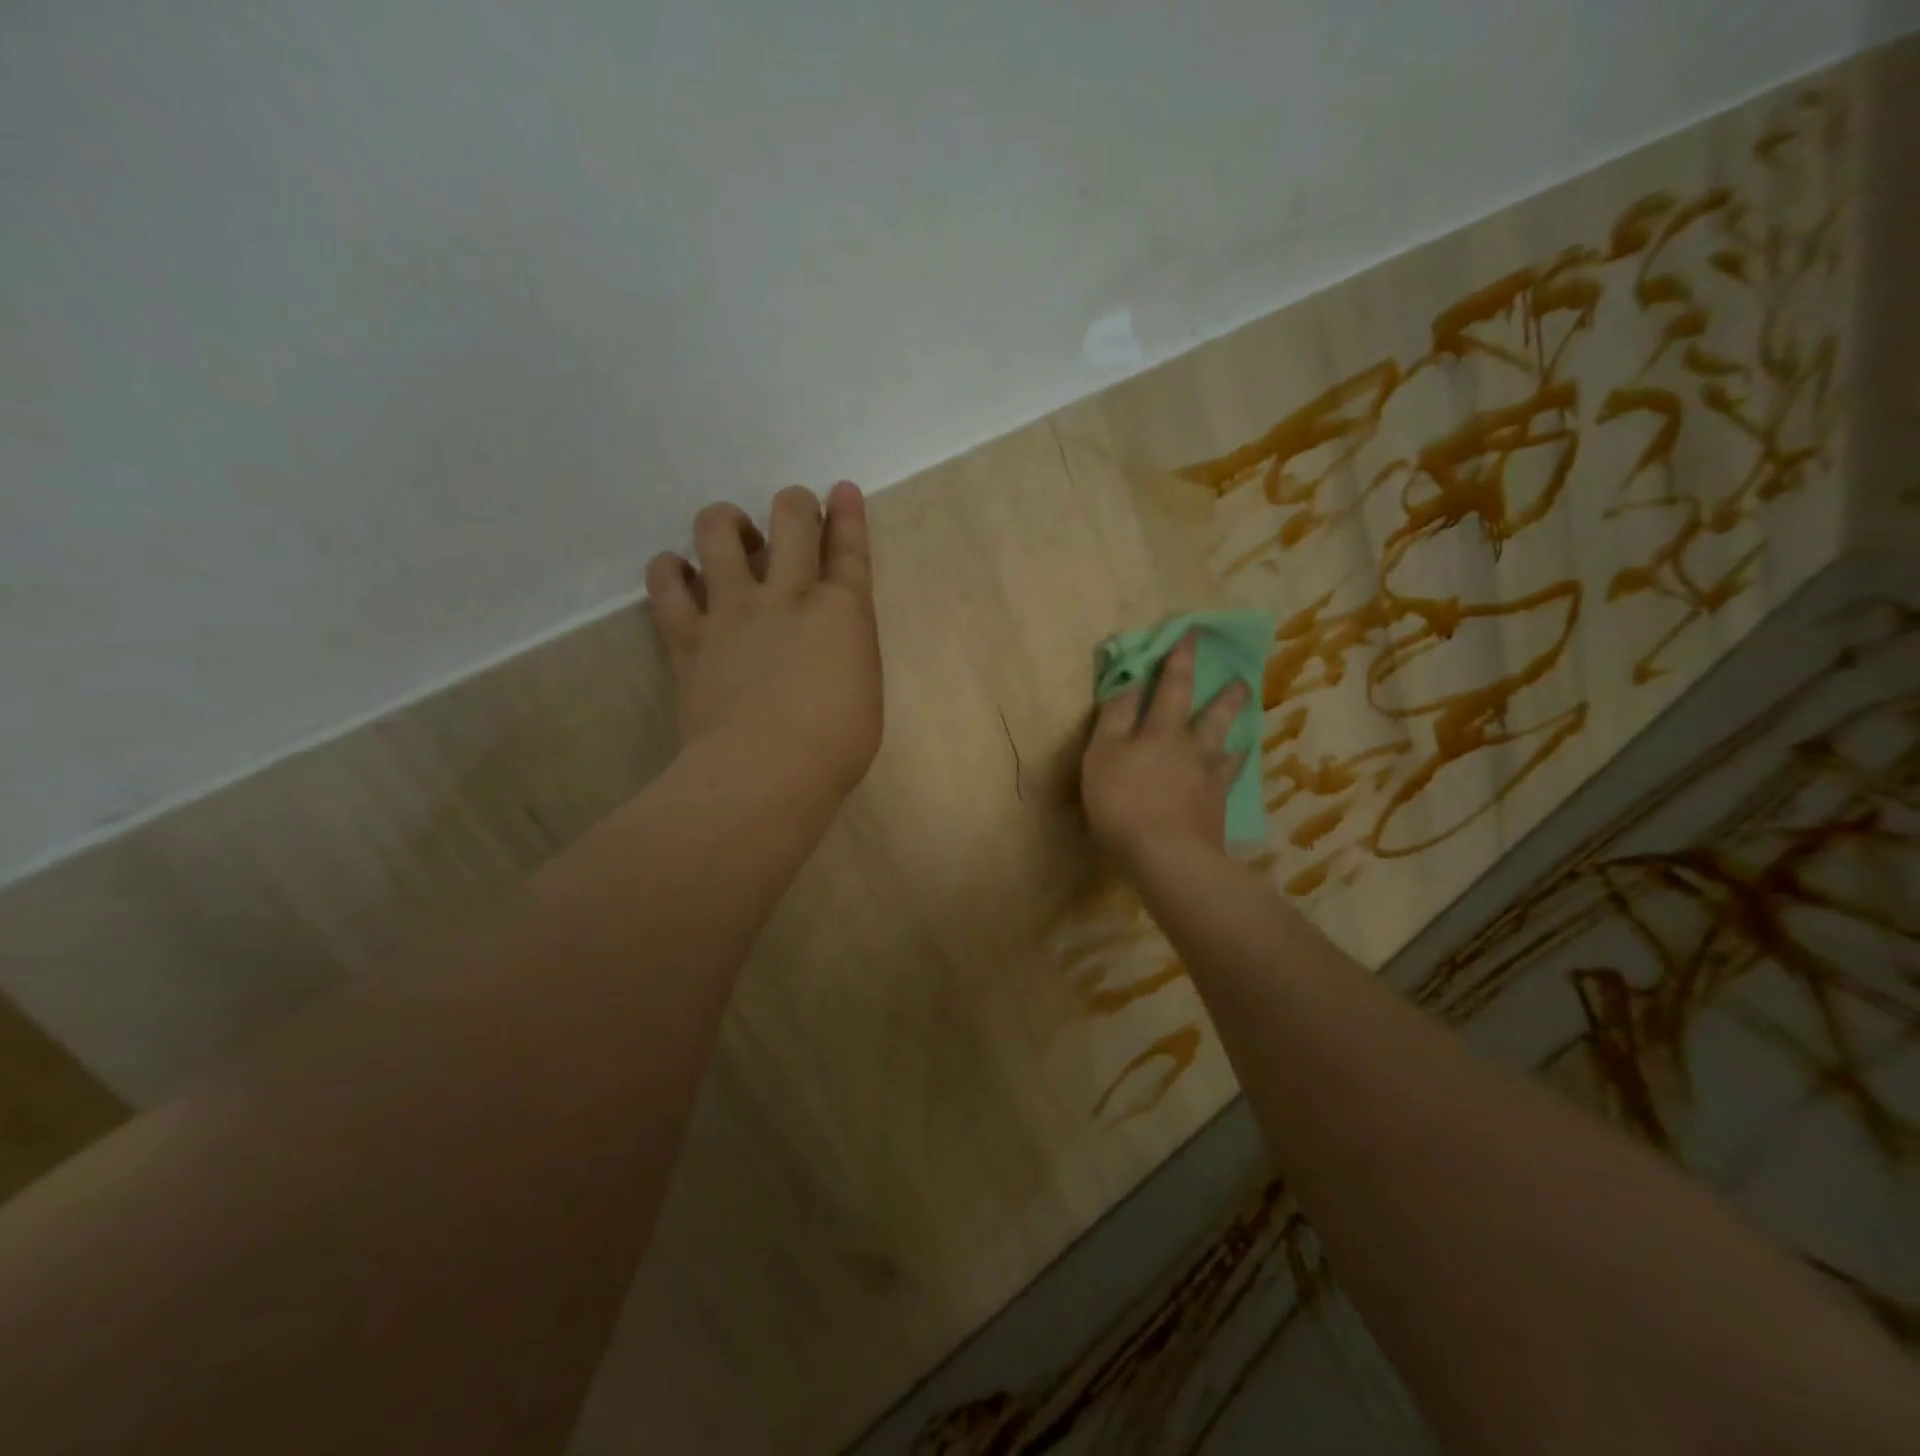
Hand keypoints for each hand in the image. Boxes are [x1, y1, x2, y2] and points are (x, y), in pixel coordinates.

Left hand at [647, 481, 882, 800]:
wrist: (766, 771)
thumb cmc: (835, 745)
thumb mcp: (864, 693)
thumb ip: (846, 653)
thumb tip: (826, 645)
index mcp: (843, 611)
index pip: (849, 548)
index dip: (847, 514)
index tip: (842, 490)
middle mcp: (789, 595)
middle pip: (791, 518)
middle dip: (795, 504)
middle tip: (793, 514)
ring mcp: (734, 609)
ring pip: (718, 530)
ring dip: (727, 522)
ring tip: (732, 539)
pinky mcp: (689, 636)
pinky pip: (666, 583)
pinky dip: (669, 570)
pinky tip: (677, 572)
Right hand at [1081, 633, 1249, 870]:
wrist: (1167, 856)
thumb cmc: (1123, 802)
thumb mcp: (1102, 755)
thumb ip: (1114, 718)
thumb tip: (1128, 681)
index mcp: (1161, 732)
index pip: (1171, 687)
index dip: (1179, 660)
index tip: (1193, 634)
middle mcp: (1191, 749)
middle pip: (1213, 716)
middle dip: (1226, 695)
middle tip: (1242, 679)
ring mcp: (1209, 780)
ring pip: (1227, 748)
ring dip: (1236, 731)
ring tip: (1247, 722)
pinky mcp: (1216, 810)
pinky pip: (1230, 782)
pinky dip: (1235, 770)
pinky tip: (1239, 769)